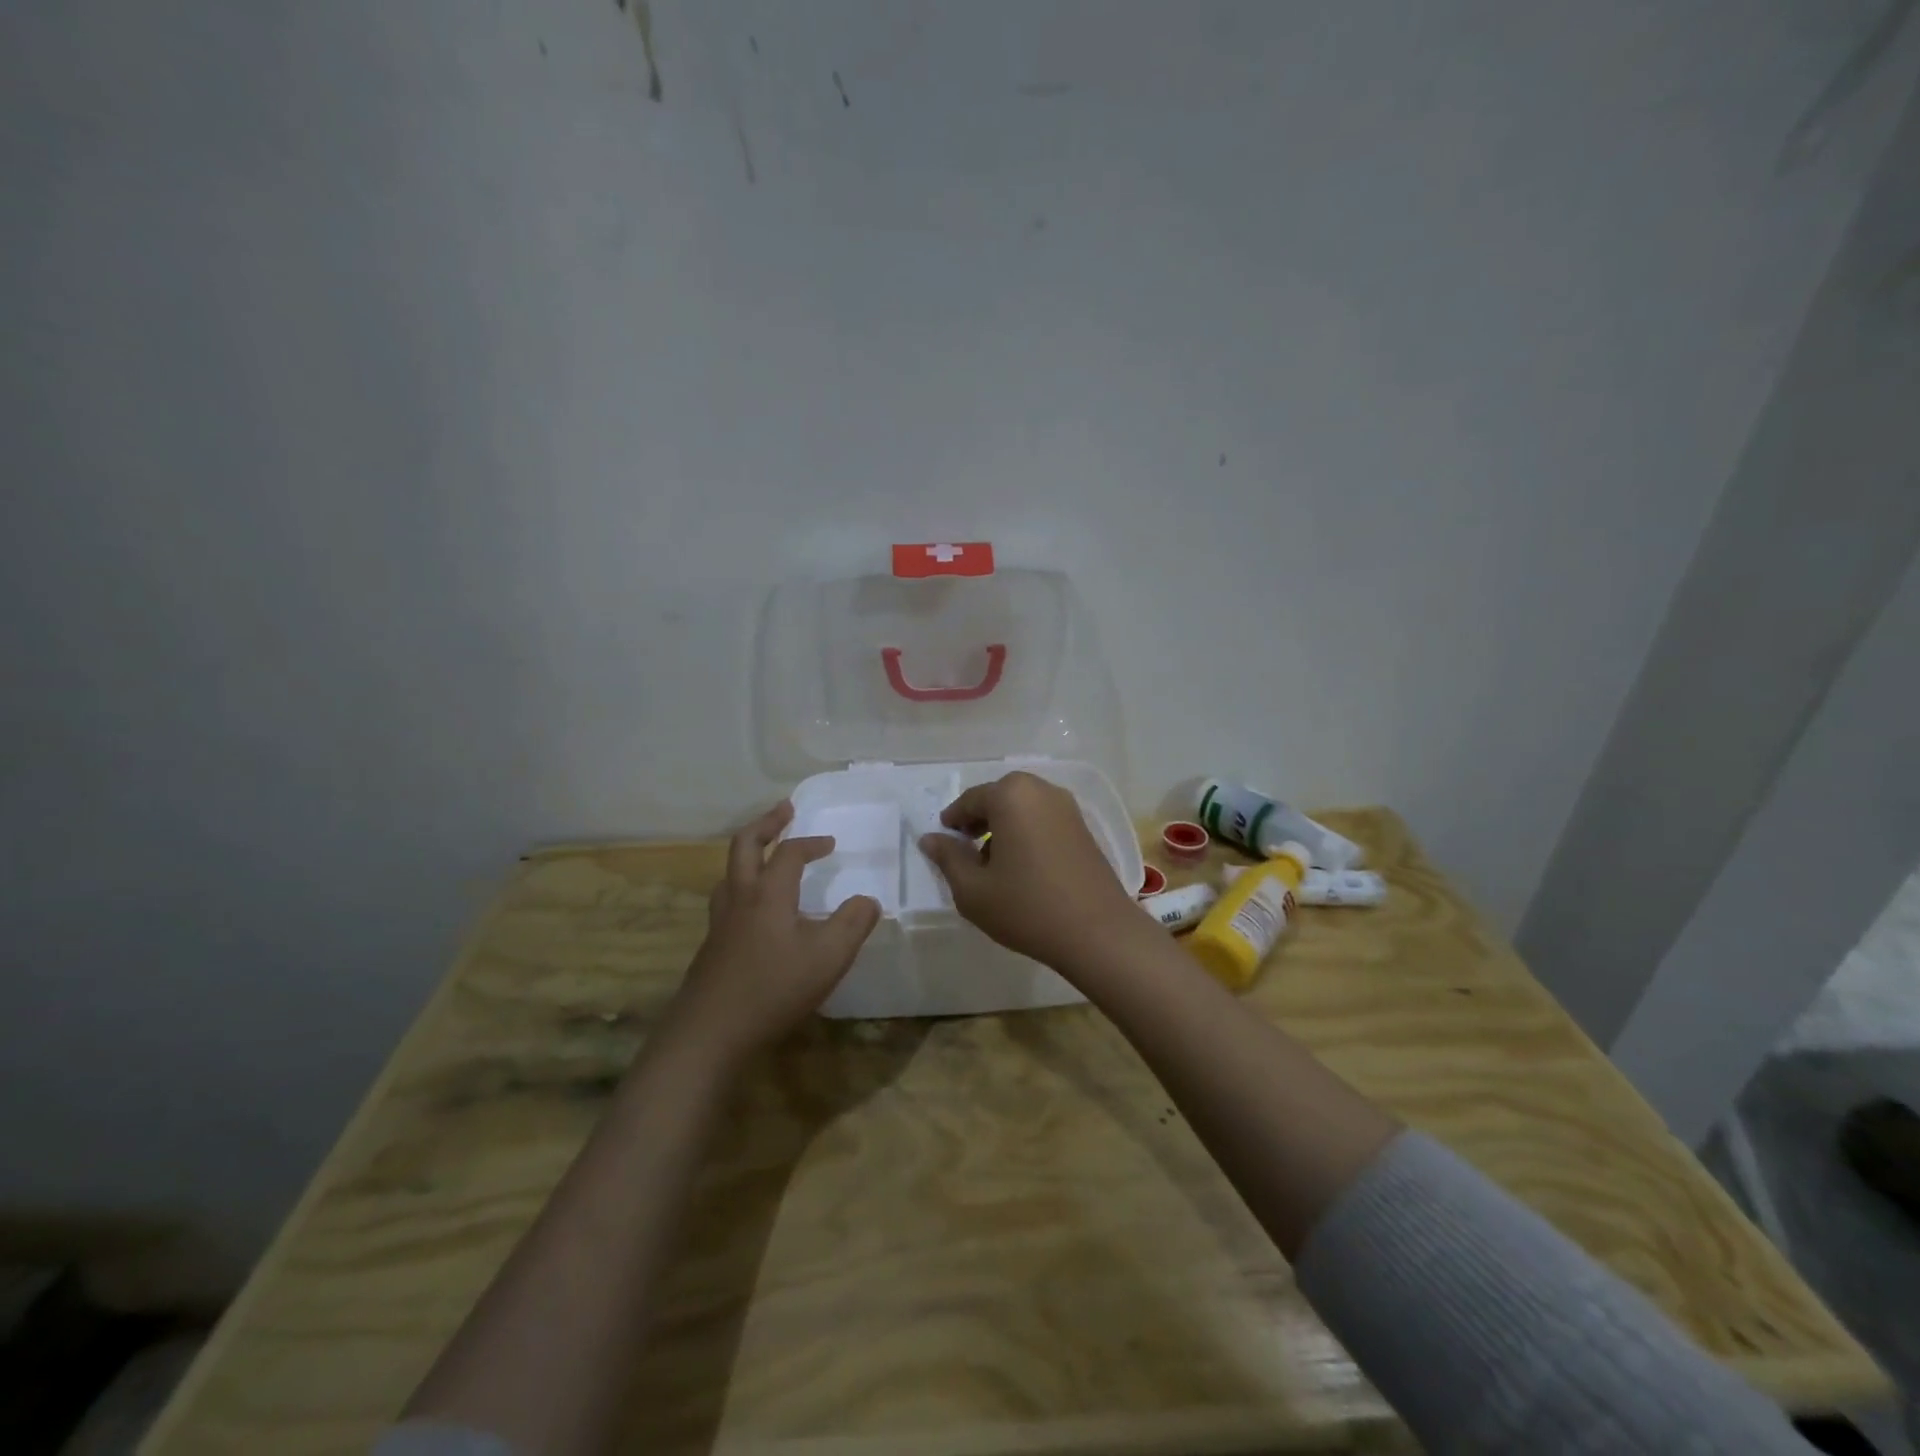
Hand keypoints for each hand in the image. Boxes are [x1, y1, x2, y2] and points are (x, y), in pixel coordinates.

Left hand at [666, 802, 879, 1066]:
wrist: (710, 1033)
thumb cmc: (774, 988)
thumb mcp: (829, 957)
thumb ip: (853, 924)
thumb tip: (868, 900)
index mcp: (769, 893)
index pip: (790, 853)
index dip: (811, 843)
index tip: (831, 843)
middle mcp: (740, 898)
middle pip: (745, 845)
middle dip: (766, 824)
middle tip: (784, 810)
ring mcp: (720, 923)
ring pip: (729, 872)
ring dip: (749, 853)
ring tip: (765, 854)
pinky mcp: (711, 947)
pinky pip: (726, 899)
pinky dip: (742, 885)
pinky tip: (754, 911)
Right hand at [918, 771, 1145, 973]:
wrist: (1098, 932)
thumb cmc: (1027, 907)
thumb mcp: (973, 889)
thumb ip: (948, 858)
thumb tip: (930, 838)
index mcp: (1011, 796)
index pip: (970, 800)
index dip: (953, 820)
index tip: (943, 841)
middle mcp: (1041, 790)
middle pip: (999, 798)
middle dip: (979, 820)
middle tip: (966, 850)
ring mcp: (1068, 807)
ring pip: (1023, 808)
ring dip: (1004, 826)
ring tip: (993, 863)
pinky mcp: (1084, 827)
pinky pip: (1044, 819)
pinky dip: (1027, 832)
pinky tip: (1023, 867)